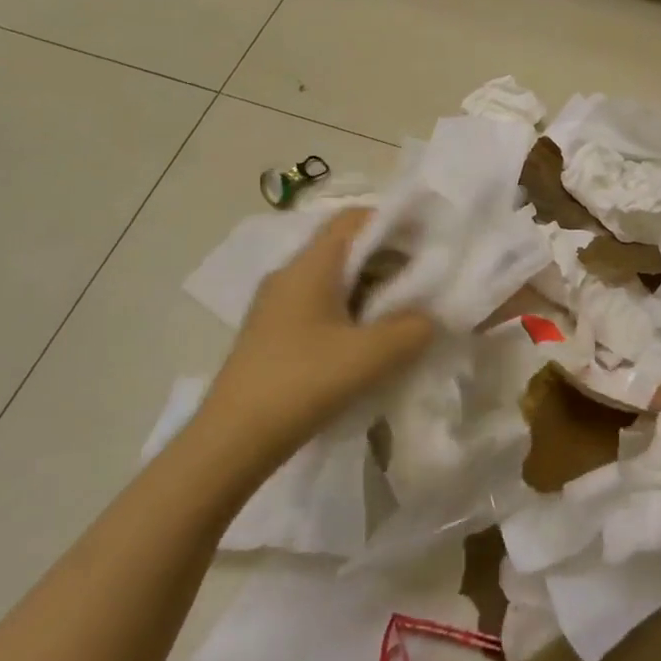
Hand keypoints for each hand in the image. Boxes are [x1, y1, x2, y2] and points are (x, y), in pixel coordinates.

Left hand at [201, 210, 433, 467]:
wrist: (230, 442)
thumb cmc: (301, 383)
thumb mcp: (370, 356)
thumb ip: (412, 329)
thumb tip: (430, 318)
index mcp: (309, 266)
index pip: (353, 218)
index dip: (393, 222)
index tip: (428, 242)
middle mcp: (290, 276)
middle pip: (347, 249)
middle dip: (390, 261)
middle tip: (425, 284)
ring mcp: (278, 307)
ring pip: (336, 281)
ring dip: (373, 291)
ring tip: (406, 316)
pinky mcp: (275, 335)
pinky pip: (323, 308)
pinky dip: (353, 314)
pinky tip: (372, 344)